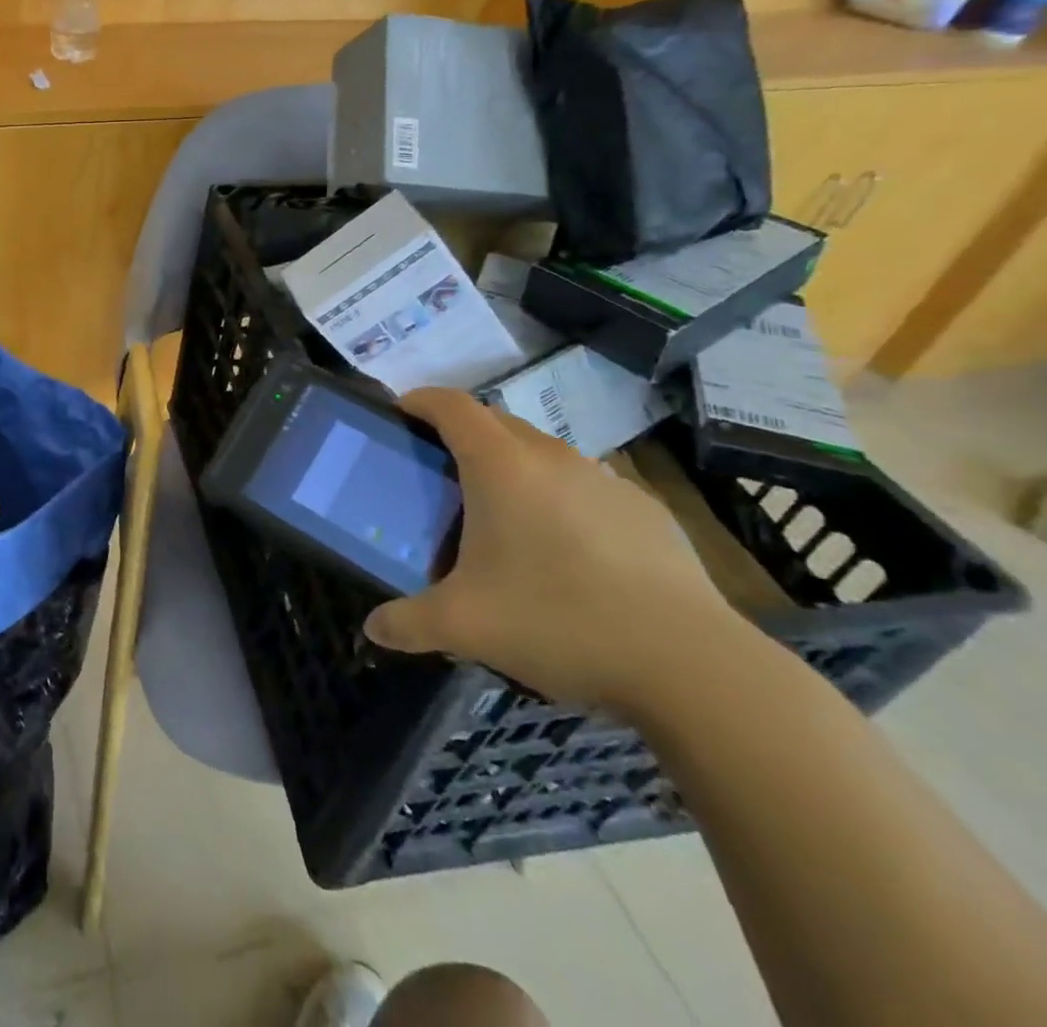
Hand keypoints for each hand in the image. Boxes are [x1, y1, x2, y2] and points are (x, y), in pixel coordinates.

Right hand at [364, 389, 748, 713]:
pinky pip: (585, 487)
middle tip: (441, 477)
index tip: (400, 415)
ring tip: (503, 519)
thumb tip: (373, 629)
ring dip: (513, 468)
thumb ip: (407, 623)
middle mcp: (552, 457)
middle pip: (495, 422)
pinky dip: (561, 500)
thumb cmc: (557, 621)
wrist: (691, 666)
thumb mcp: (463, 627)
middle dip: (462, 436)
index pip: (451, 405)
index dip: (419, 400)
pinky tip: (567, 554)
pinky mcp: (646, 511)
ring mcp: (605, 480)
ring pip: (543, 454)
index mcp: (501, 466)